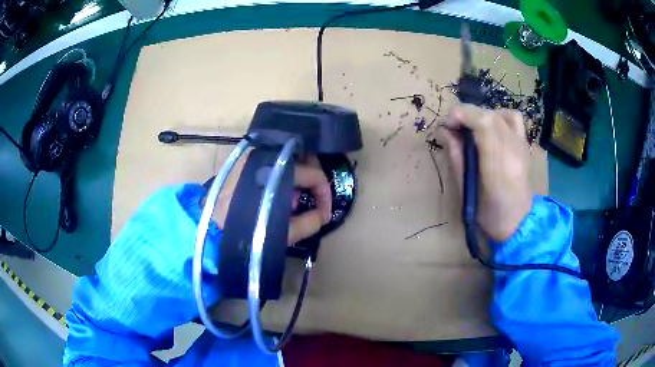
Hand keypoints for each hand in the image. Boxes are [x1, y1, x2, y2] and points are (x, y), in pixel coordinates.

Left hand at [212, 153, 331, 244]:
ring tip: (290, 203)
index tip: (324, 213)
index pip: (314, 174)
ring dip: (295, 179)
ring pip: (287, 159)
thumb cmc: (248, 231)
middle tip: (310, 202)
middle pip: (302, 159)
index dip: (325, 195)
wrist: (210, 230)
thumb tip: (322, 214)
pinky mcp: (242, 161)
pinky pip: (271, 163)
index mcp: (278, 169)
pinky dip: (279, 176)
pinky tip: (274, 195)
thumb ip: (310, 222)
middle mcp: (266, 154)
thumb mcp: (284, 232)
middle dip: (311, 182)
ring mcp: (253, 155)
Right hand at [441, 104, 531, 241]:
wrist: (518, 224)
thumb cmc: (489, 215)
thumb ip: (456, 157)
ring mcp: (521, 145)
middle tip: (454, 129)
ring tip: (474, 130)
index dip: (461, 115)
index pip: (482, 120)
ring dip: (483, 115)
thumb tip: (445, 132)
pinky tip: (491, 130)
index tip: (447, 126)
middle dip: (467, 115)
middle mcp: (513, 148)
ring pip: (501, 113)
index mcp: (498, 162)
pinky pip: (514, 120)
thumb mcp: (466, 189)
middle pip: (489, 114)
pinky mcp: (525, 145)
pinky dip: (500, 117)